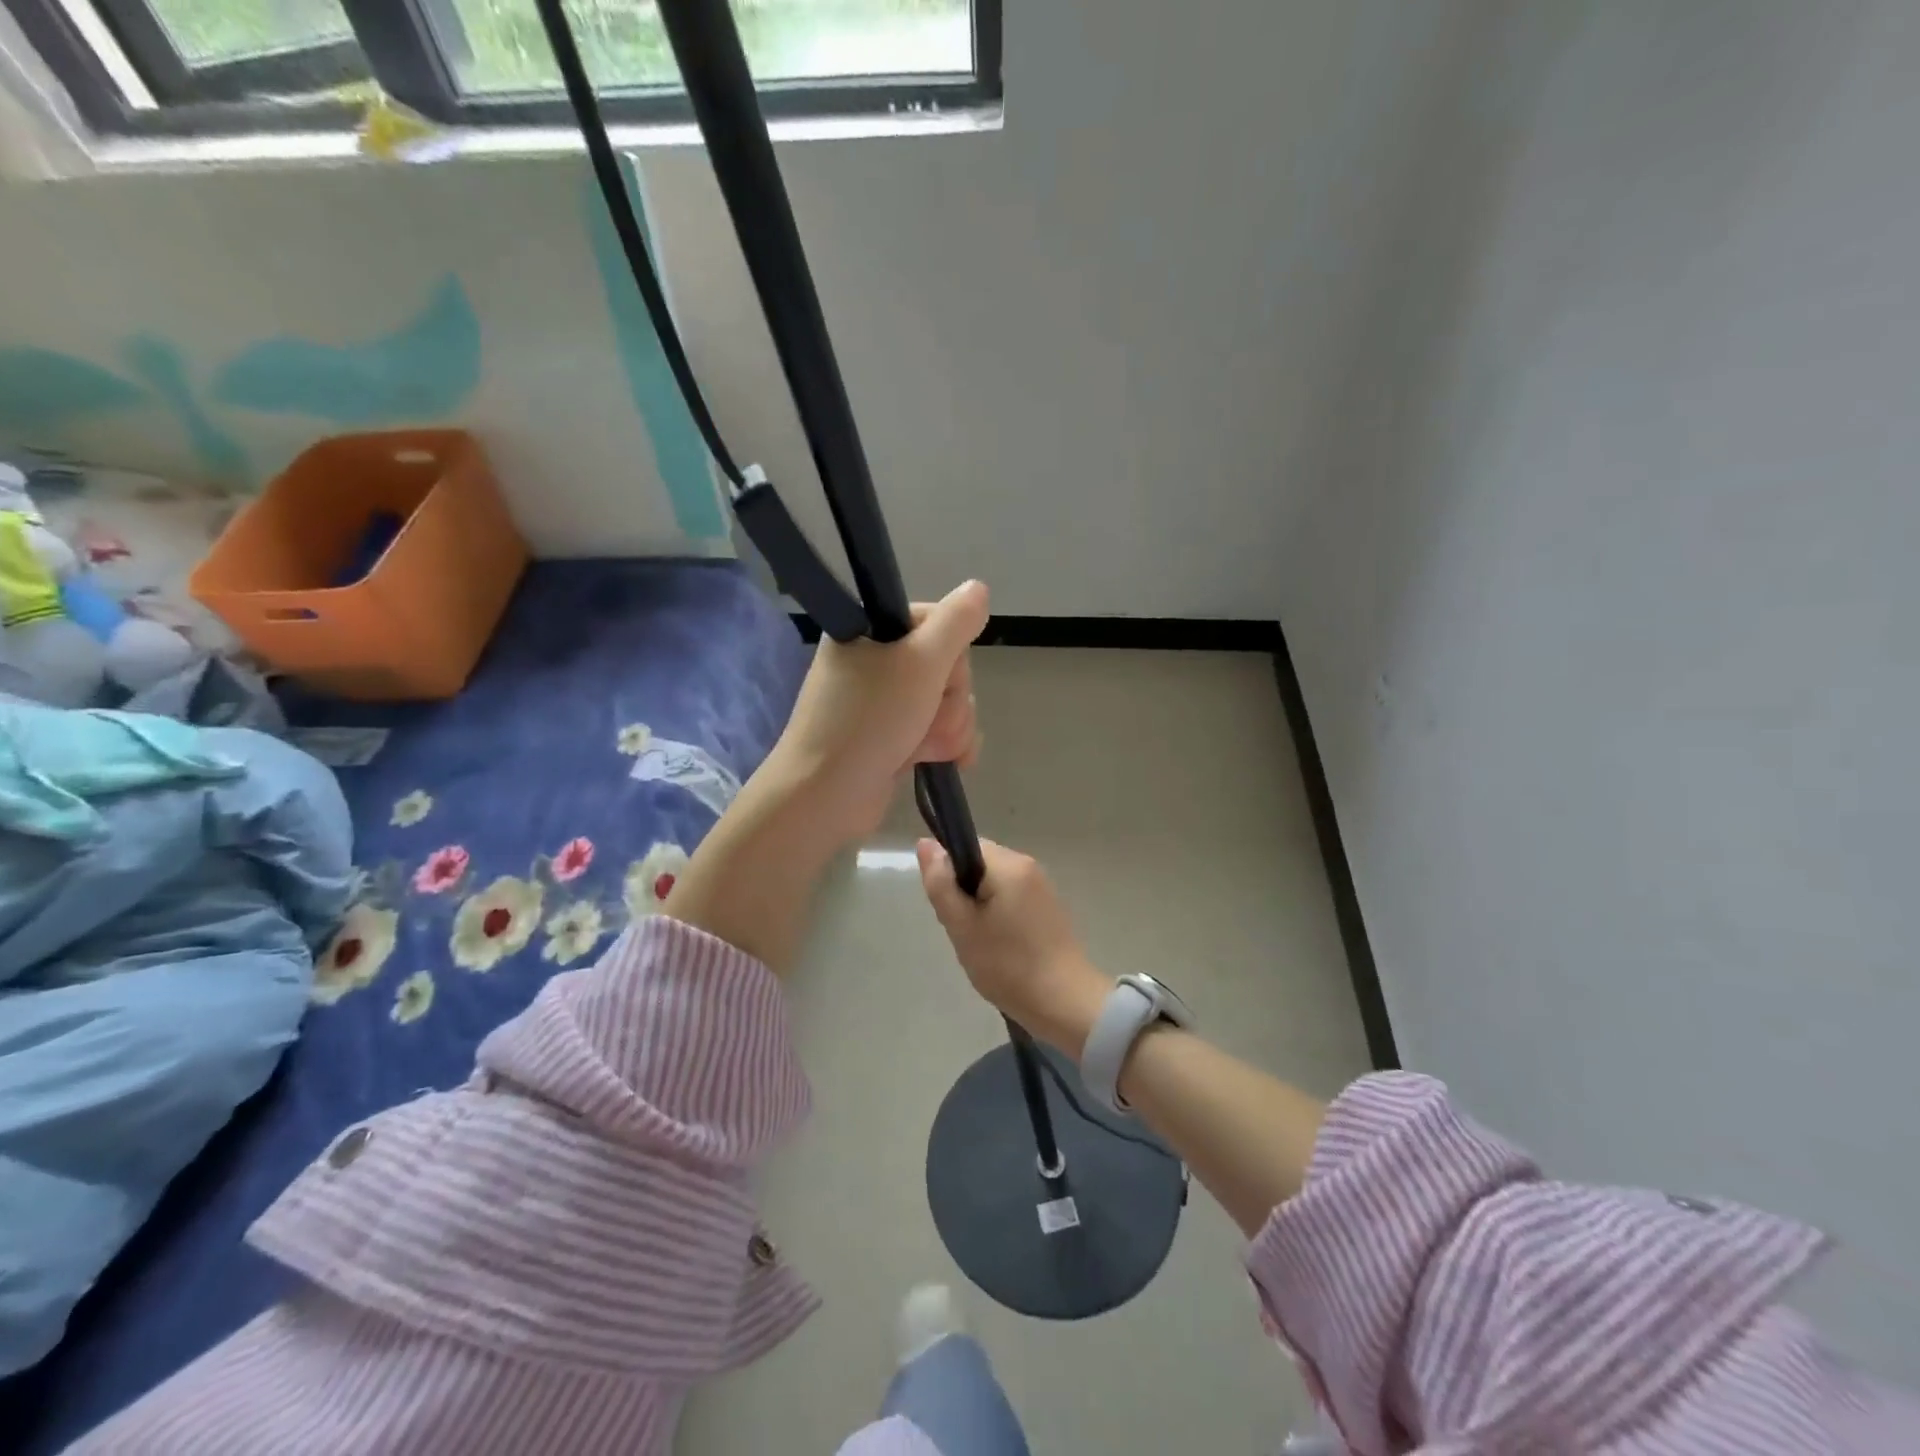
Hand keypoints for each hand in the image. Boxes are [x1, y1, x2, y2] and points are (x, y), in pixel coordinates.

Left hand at [771, 580, 989, 844]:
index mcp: (869, 631)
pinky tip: (948, 761)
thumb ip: (956, 622)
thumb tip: (978, 588)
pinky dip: (945, 744)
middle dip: (951, 697)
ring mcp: (882, 703)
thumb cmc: (870, 720)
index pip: (935, 621)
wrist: (826, 795)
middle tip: (928, 716)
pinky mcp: (891, 737)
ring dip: (949, 726)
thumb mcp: (920, 662)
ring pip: (946, 701)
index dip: (949, 650)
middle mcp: (874, 661)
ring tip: (927, 747)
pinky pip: (936, 729)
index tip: (938, 672)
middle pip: (945, 665)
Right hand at [917, 837, 1109, 1056]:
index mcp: (1008, 863)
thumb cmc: (1007, 965)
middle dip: (964, 892)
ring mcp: (1041, 886)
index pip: (965, 846)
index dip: (948, 873)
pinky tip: (1000, 947)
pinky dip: (998, 915)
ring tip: (981, 943)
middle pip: (980, 864)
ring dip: (980, 906)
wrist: (1064, 1002)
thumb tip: (925, 843)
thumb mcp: (962, 926)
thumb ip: (941, 883)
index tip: (950, 909)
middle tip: (963, 931)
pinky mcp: (1048, 906)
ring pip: (994, 883)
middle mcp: (1027, 865)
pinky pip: (1011, 897)